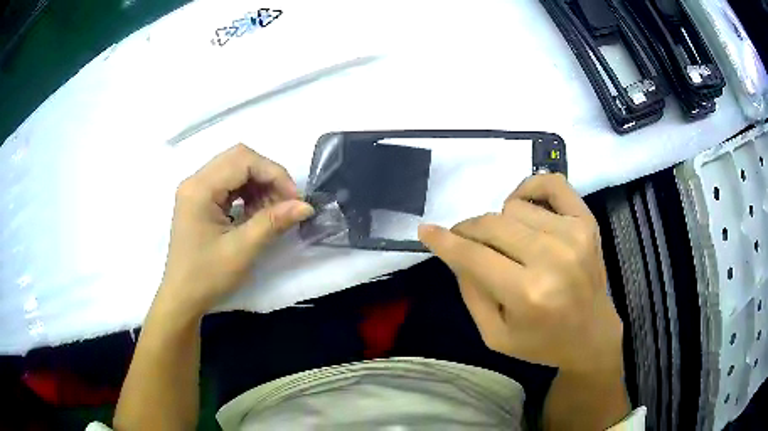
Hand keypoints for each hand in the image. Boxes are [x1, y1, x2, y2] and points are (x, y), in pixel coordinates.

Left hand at [156, 144, 313, 318]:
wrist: (182, 298)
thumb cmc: (207, 276)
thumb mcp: (242, 250)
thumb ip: (273, 222)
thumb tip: (306, 206)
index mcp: (200, 189)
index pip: (243, 160)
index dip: (274, 173)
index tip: (294, 199)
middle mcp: (195, 181)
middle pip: (239, 159)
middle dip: (267, 176)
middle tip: (285, 203)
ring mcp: (196, 190)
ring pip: (235, 169)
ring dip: (259, 185)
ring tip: (272, 211)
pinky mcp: (199, 200)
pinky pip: (229, 184)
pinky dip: (248, 193)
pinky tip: (256, 212)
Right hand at [419, 174, 622, 372]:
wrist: (591, 335)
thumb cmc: (541, 342)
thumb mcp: (494, 335)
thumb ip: (470, 291)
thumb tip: (453, 250)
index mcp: (528, 294)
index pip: (473, 255)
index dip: (444, 241)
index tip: (426, 230)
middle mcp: (552, 258)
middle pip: (491, 224)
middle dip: (468, 231)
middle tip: (467, 243)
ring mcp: (573, 234)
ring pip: (514, 206)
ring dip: (501, 223)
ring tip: (508, 243)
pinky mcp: (587, 221)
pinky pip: (551, 184)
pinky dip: (530, 188)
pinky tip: (524, 207)